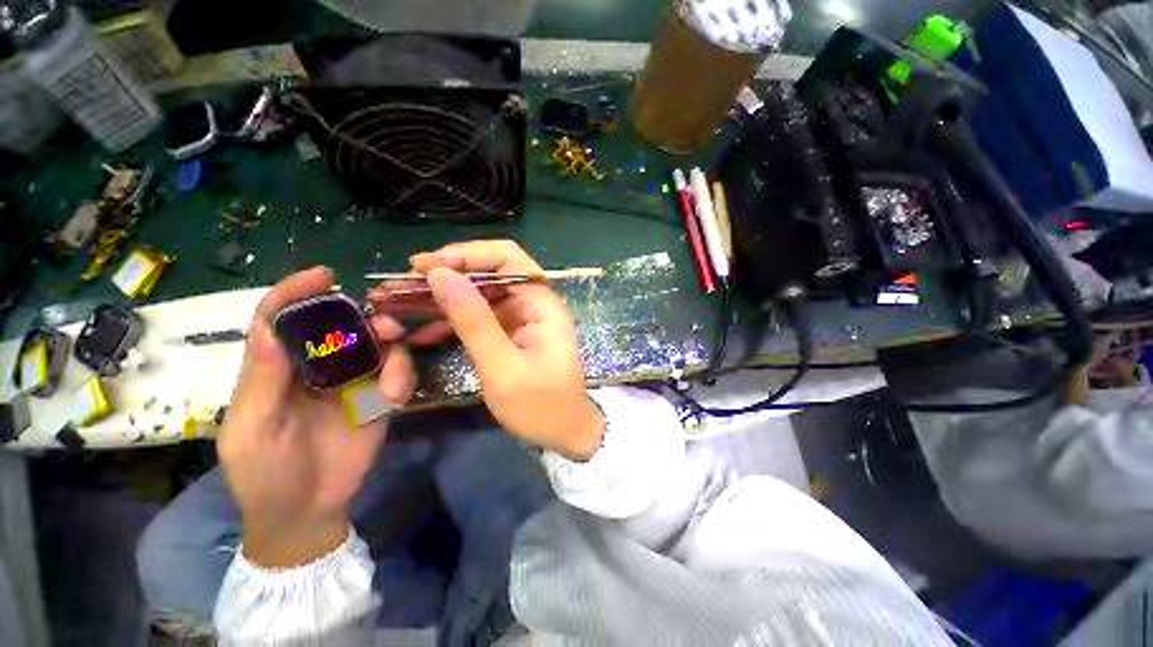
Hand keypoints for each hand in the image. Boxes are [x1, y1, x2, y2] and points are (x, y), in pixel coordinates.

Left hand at [217, 267, 415, 567]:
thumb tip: (270, 328)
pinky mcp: (379, 396)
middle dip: (363, 318)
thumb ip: (262, 382)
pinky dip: (401, 374)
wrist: (308, 511)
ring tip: (392, 373)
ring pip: (376, 345)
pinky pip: (397, 371)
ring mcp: (352, 381)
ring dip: (390, 347)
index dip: (296, 294)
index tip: (324, 276)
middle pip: (340, 326)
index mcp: (276, 370)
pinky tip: (395, 394)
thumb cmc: (265, 475)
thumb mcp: (251, 432)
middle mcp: (316, 367)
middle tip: (383, 326)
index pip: (280, 320)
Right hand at [409, 240, 603, 459]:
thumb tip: (440, 275)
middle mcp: (533, 303)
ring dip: (446, 299)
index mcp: (540, 303)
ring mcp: (522, 318)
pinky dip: (455, 320)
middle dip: (449, 275)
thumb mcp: (503, 366)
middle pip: (490, 273)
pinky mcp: (513, 334)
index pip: (506, 257)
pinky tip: (426, 330)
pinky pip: (481, 317)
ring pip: (481, 295)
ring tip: (406, 305)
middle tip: (406, 284)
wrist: (564, 432)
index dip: (466, 254)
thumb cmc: (541, 405)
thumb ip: (473, 321)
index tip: (425, 265)